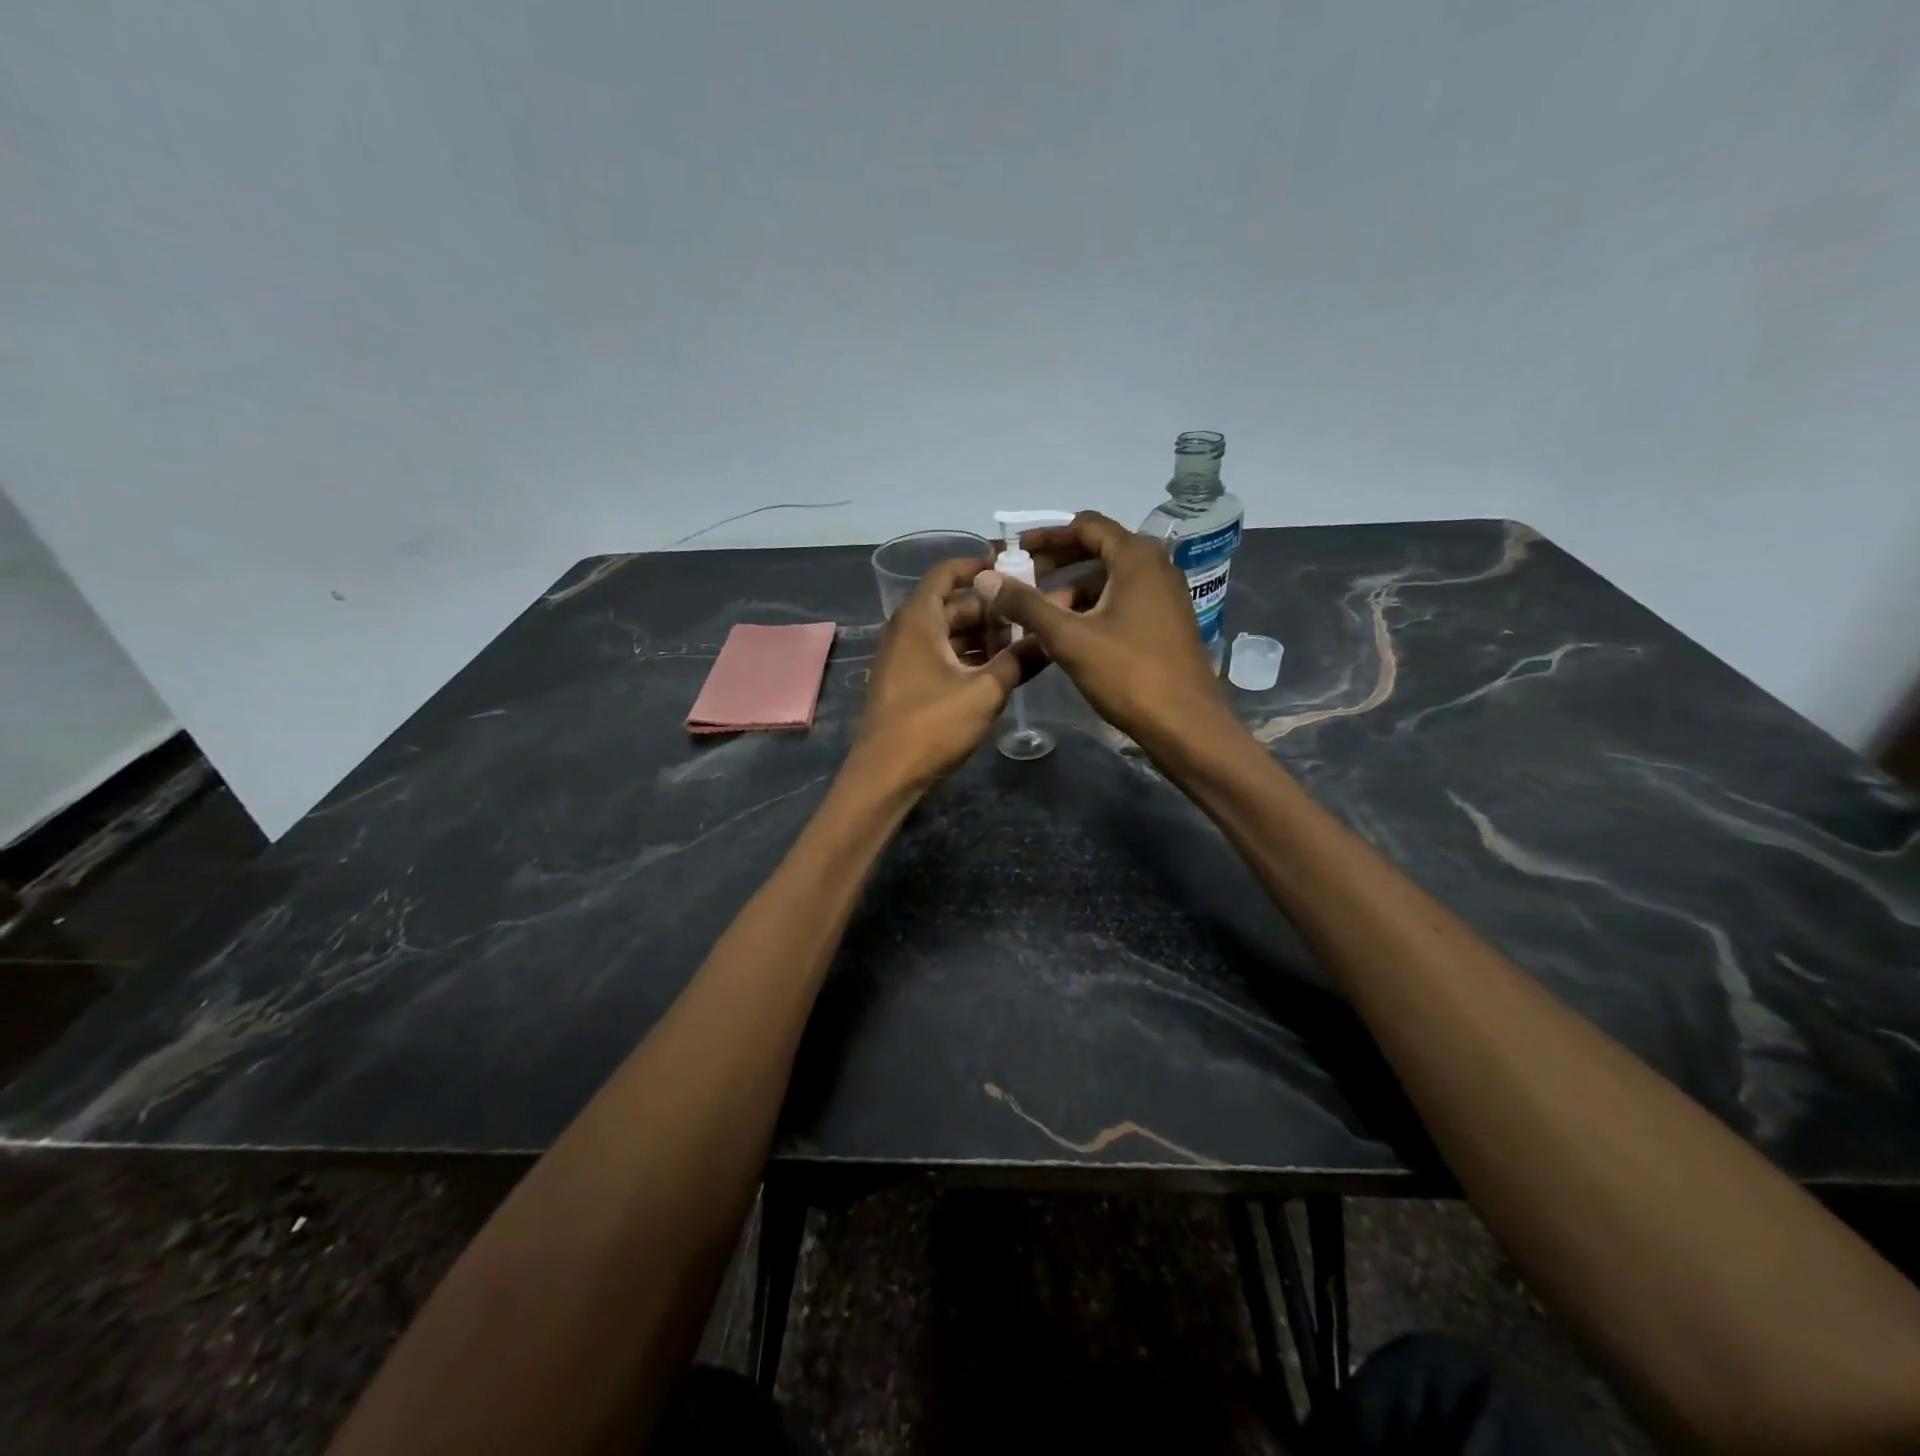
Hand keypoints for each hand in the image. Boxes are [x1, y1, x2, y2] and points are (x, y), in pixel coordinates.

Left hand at [851, 556, 1043, 790]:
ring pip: (947, 633)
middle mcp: (906, 630)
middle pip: (952, 605)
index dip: (978, 566)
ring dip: (981, 635)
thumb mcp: (985, 691)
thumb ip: (1020, 660)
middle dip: (991, 608)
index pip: (947, 573)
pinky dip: (966, 655)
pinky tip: (997, 669)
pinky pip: (939, 655)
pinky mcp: (905, 682)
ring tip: (1023, 641)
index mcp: (919, 619)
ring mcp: (903, 657)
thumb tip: (1052, 639)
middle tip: (1031, 611)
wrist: (884, 775)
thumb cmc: (932, 725)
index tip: (1013, 567)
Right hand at [973, 511, 1235, 758]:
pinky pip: (1123, 602)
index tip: (1014, 550)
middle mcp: (1156, 567)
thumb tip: (984, 578)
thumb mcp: (1069, 638)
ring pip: (1109, 580)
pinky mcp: (1166, 623)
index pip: (1085, 526)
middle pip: (1097, 550)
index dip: (1046, 536)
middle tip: (1019, 581)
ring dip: (1072, 591)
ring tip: (1037, 615)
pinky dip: (1092, 608)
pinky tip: (1067, 635)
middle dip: (1056, 564)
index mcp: (1136, 558)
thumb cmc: (1128, 675)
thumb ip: (1026, 605)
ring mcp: (1165, 596)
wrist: (1186, 726)